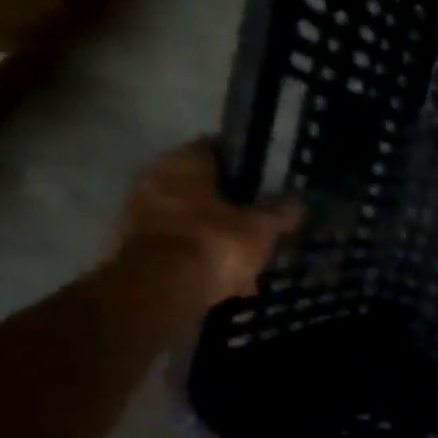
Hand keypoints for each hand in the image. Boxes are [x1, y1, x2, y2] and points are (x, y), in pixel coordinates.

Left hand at [114, 141, 303, 305]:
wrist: (164, 288)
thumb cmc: (215, 242)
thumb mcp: (261, 228)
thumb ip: (280, 213)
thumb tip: (299, 202)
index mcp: (182, 162)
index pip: (217, 149)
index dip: (244, 163)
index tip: (267, 178)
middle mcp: (155, 178)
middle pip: (201, 185)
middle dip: (229, 201)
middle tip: (259, 215)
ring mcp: (141, 213)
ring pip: (190, 217)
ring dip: (214, 230)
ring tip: (247, 249)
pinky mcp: (139, 247)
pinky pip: (181, 245)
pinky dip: (202, 255)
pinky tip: (228, 273)